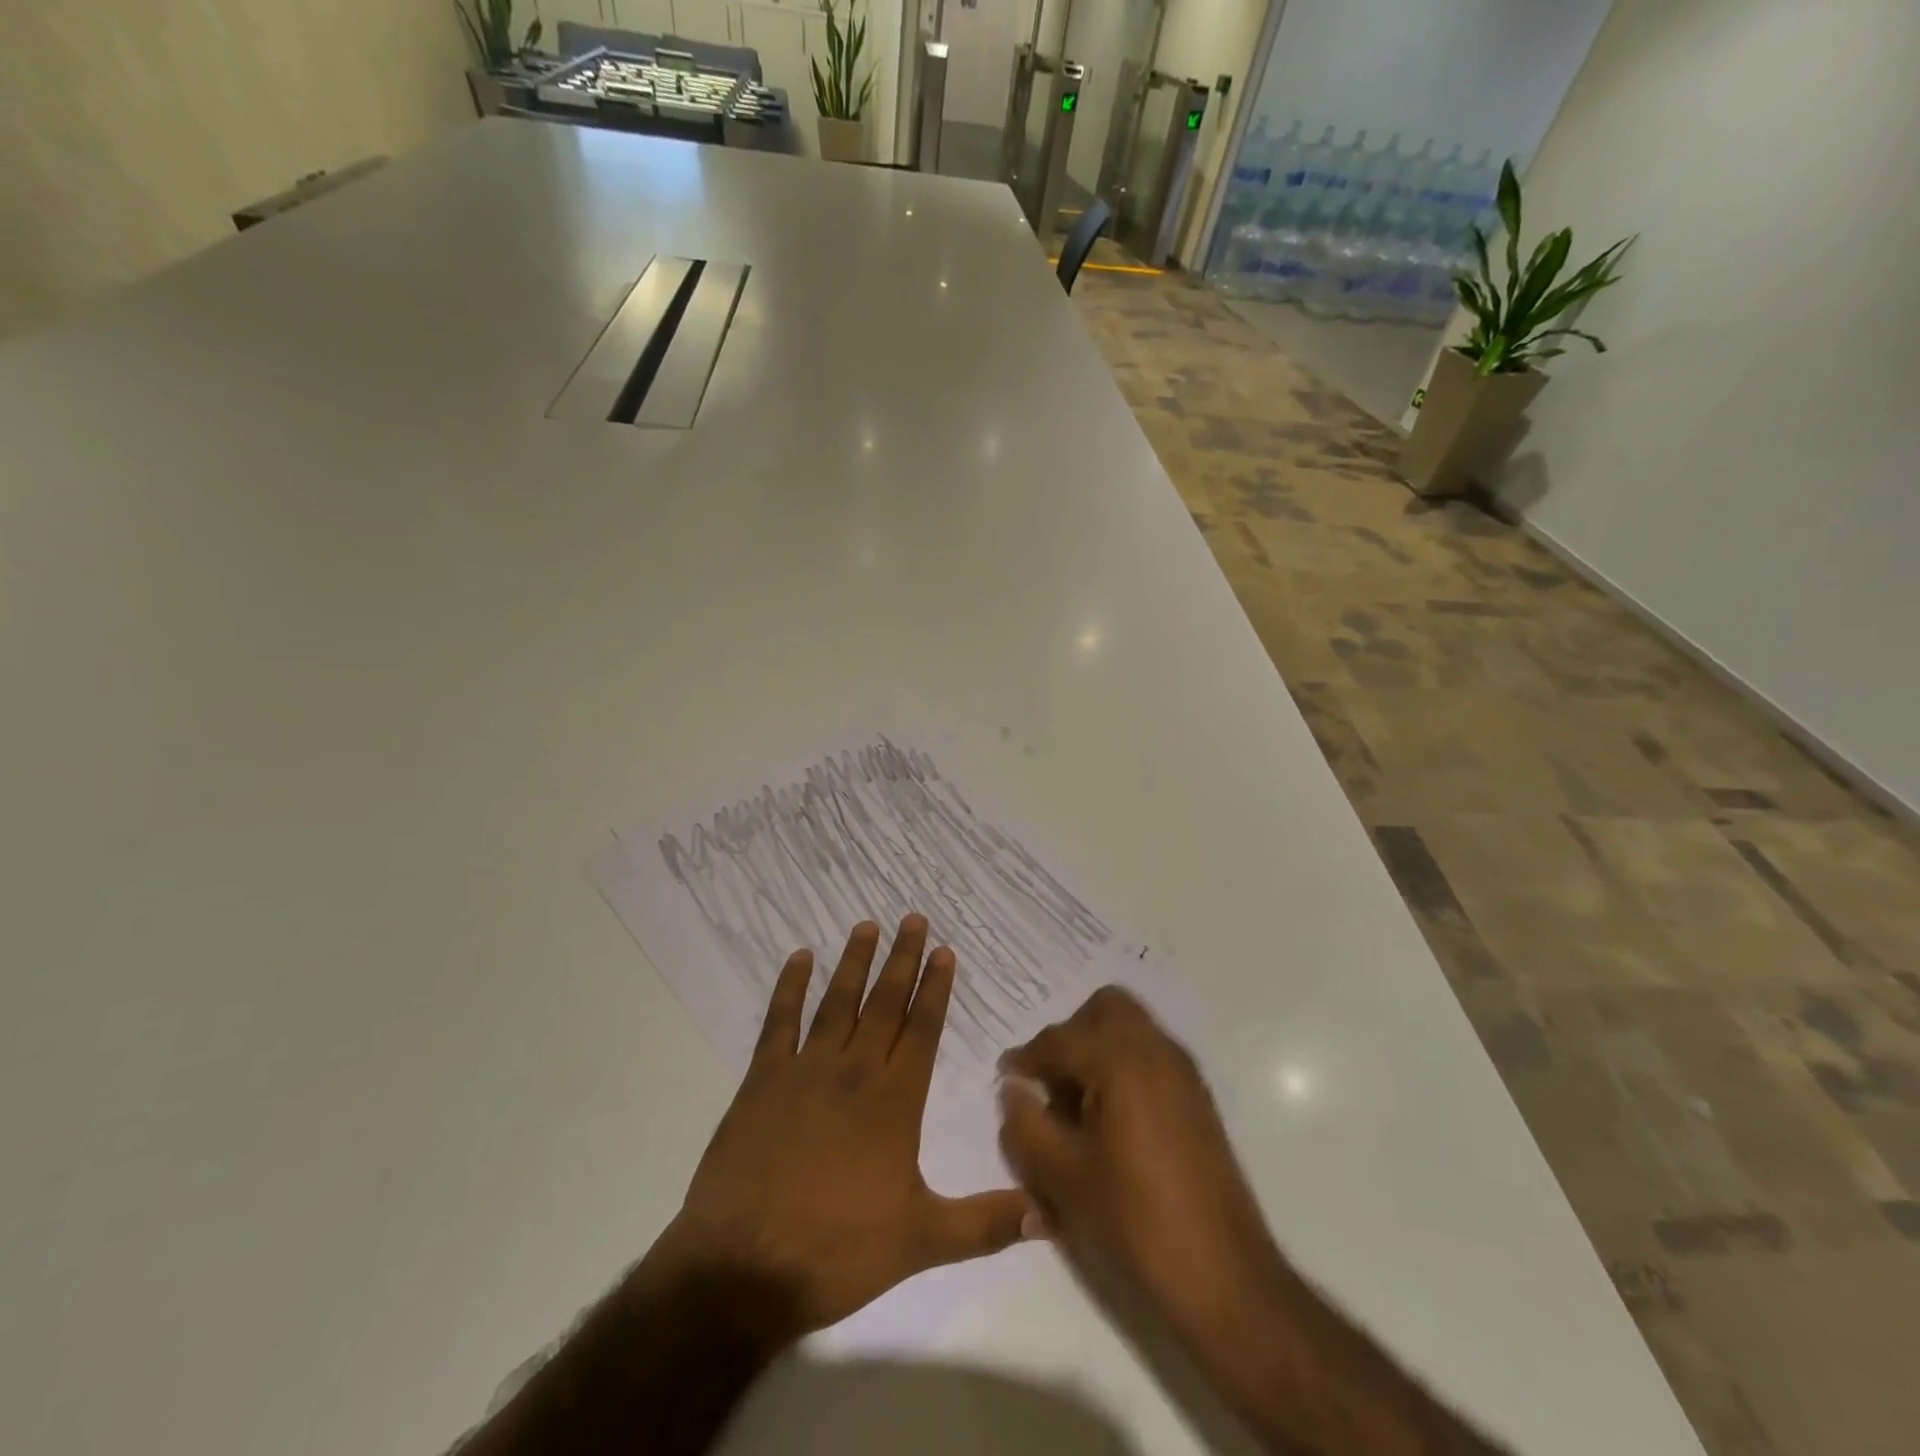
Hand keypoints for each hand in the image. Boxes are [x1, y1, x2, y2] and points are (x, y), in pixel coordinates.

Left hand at [658, 915, 1031, 1340]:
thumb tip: (1046, 1214)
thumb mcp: (922, 1242)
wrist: (744, 1268)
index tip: (943, 950)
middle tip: (912, 918)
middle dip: (902, 959)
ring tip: (866, 925)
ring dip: (854, 962)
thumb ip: (985, 1224)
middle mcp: (854, 1072)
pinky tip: (799, 958)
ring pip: (837, 1002)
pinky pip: (779, 1022)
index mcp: (895, 1101)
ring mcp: (805, 1071)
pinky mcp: (762, 1081)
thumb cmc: (837, 1251)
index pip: (922, 1029)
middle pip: (884, 1003)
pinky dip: (789, 987)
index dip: (935, 988)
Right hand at [997, 986, 1284, 1340]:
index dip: (1026, 1057)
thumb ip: (1024, 1124)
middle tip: (1049, 1081)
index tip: (1006, 1079)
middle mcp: (1156, 1051)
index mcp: (1121, 1060)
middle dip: (1071, 1035)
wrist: (1224, 1280)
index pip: (1059, 1038)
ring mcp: (1183, 1073)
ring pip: (1131, 1029)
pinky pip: (1150, 1056)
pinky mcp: (1197, 1099)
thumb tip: (1014, 1090)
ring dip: (1097, 1049)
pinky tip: (1107, 1121)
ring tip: (1075, 1105)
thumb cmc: (1134, 1222)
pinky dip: (1123, 1067)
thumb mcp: (1062, 1177)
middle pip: (1105, 1008)